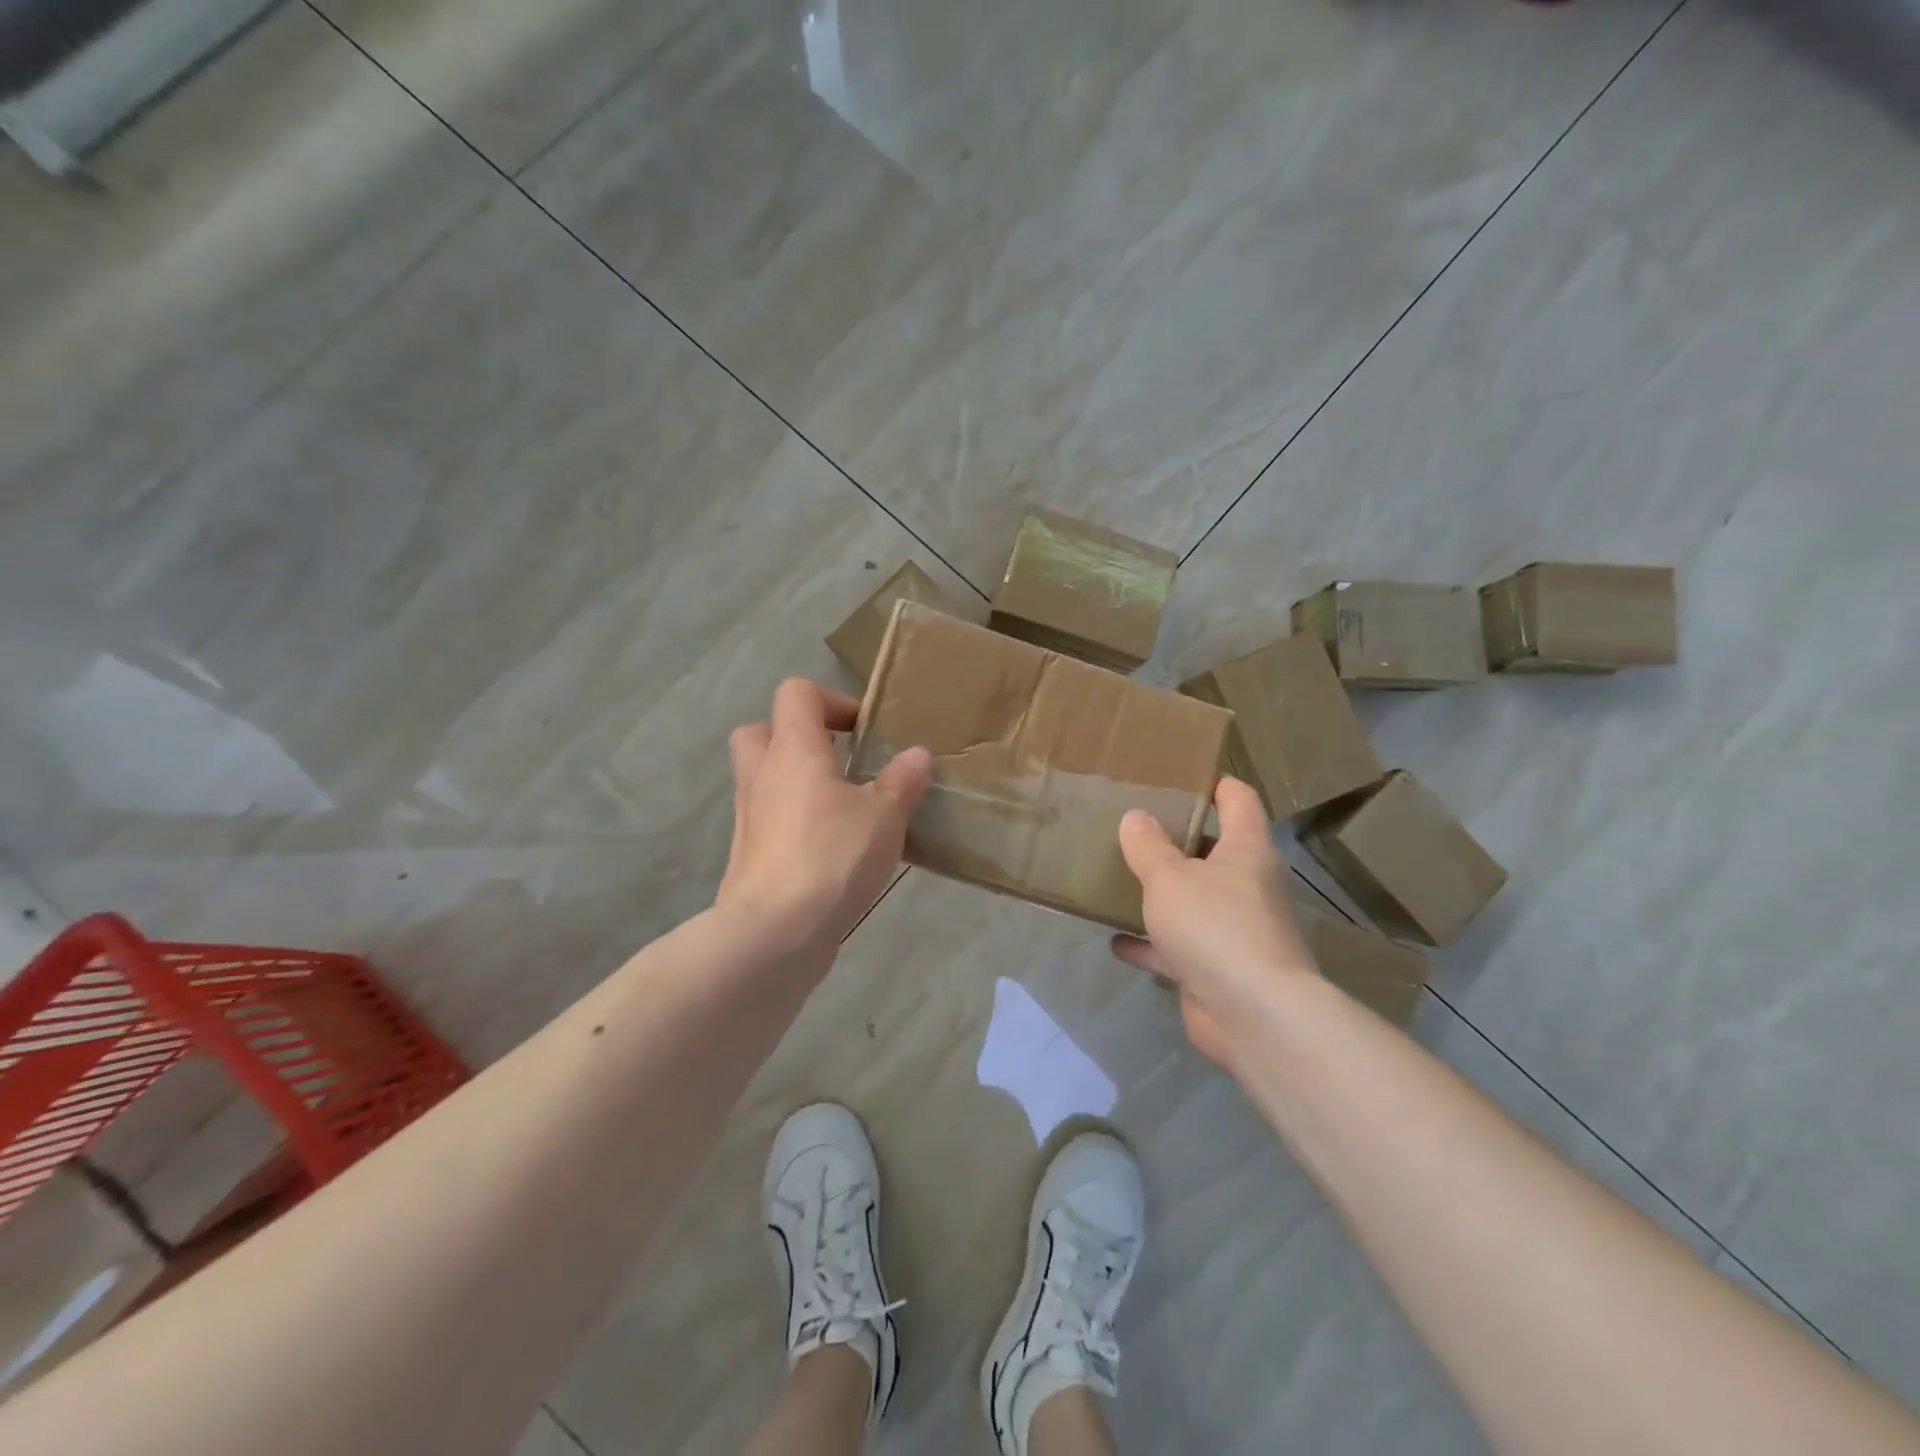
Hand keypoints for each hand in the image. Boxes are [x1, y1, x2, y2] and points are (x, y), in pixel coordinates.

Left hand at [717, 678, 931, 953]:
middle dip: (799, 738)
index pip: (797, 693)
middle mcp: (762, 773)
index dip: (831, 700)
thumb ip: (902, 781)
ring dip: (797, 782)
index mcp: (793, 748)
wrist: (775, 930)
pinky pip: (769, 819)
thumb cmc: (833, 855)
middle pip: (763, 730)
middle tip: (838, 761)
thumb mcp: (885, 815)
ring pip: (764, 778)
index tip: (863, 731)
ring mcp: (749, 815)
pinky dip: (794, 820)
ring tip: (844, 807)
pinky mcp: (748, 853)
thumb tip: (917, 755)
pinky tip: (831, 847)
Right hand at [1110, 777, 1319, 1065]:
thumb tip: (1135, 817)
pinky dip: (1150, 946)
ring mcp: (1234, 931)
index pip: (1239, 801)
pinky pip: (1177, 949)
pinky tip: (1116, 941)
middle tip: (1134, 827)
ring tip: (1120, 879)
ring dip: (1161, 896)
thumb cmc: (1216, 926)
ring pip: (1193, 902)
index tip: (1184, 775)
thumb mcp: (1170, 878)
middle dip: (1177, 841)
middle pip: (1213, 852)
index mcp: (1246, 851)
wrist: (1254, 1016)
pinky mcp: (1216, 970)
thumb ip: (1148, 847)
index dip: (1217, 784)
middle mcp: (1246, 887)